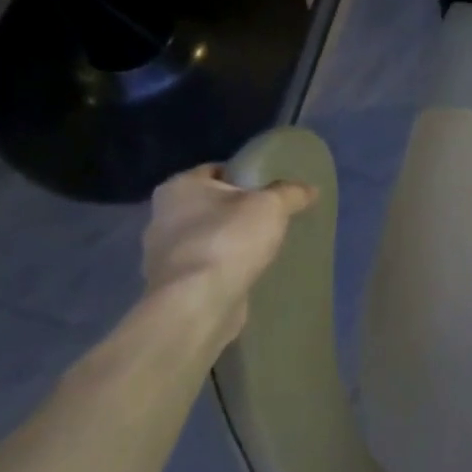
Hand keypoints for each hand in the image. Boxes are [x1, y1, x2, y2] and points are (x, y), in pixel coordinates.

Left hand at [141, 165, 316, 335]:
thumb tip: (309, 189)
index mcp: (179, 187)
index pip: (217, 170)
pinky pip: (206, 265)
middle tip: (273, 218)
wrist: (197, 302)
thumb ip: (291, 193)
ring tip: (265, 248)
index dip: (246, 176)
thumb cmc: (229, 240)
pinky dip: (224, 267)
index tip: (272, 189)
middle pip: (211, 204)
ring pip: (207, 236)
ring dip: (231, 241)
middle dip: (238, 211)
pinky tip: (248, 273)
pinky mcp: (174, 283)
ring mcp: (163, 252)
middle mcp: (162, 215)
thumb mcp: (271, 206)